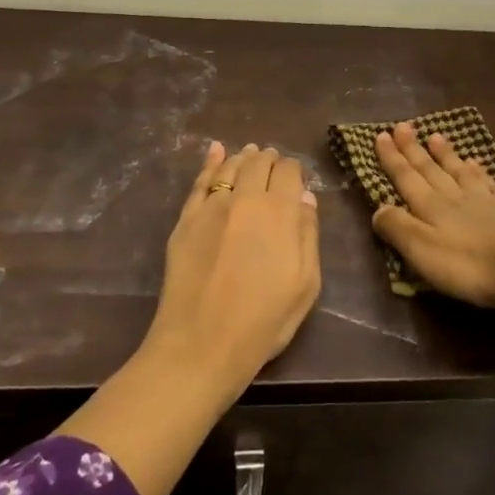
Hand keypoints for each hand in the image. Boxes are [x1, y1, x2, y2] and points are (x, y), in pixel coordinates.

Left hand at [146, 142, 321, 390]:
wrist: (201, 344)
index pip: (289, 172)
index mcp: (280, 212)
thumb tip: (305, 197)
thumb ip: (307, 235)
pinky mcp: (186, 219)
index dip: (295, 171)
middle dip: (270, 160)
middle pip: (259, 163)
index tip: (296, 181)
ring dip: (244, 157)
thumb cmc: (263, 321)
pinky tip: (215, 150)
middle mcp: (246, 198)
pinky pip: (200, 181)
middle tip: (274, 163)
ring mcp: (212, 206)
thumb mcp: (305, 284)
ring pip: (231, 166)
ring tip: (251, 153)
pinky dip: (210, 161)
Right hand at [370, 122, 494, 308]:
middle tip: (403, 126)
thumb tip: (378, 209)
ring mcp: (485, 201)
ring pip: (459, 171)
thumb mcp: (423, 251)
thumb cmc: (471, 264)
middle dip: (413, 149)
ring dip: (445, 154)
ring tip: (435, 136)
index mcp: (431, 207)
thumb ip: (398, 228)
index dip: (392, 158)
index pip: (406, 178)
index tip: (381, 135)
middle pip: (430, 169)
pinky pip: (489, 183)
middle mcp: (455, 197)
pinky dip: (479, 171)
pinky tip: (477, 163)